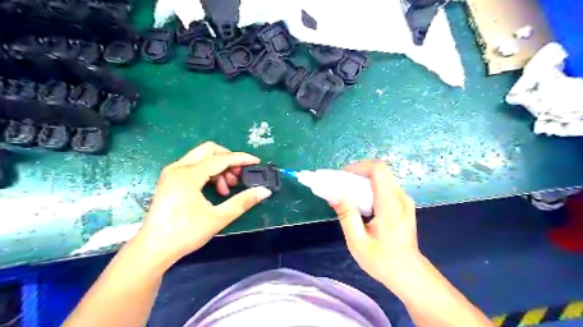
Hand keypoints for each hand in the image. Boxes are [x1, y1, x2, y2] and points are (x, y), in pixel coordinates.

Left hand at [136, 142, 272, 263]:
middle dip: (228, 160)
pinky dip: (209, 172)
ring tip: (228, 188)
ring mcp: (172, 172)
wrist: (153, 249)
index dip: (241, 159)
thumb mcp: (218, 218)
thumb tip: (264, 191)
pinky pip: (195, 166)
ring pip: (202, 157)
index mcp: (188, 175)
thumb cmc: (184, 234)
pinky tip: (216, 189)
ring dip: (220, 167)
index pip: (221, 158)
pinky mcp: (171, 179)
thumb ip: (242, 202)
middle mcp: (178, 167)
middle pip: (209, 150)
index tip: (257, 162)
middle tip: (239, 176)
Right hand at [328, 161, 419, 288]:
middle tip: (341, 186)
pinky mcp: (404, 205)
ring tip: (348, 194)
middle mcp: (400, 197)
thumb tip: (335, 194)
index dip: (359, 167)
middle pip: (379, 172)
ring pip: (382, 178)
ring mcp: (404, 200)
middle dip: (357, 174)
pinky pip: (385, 187)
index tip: (342, 177)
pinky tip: (361, 203)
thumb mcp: (358, 241)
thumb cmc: (383, 261)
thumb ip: (347, 215)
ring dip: (363, 181)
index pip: (378, 169)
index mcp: (390, 205)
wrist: (409, 274)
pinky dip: (370, 189)